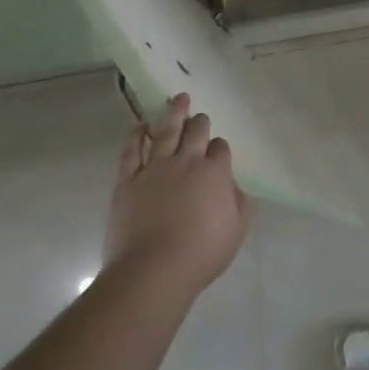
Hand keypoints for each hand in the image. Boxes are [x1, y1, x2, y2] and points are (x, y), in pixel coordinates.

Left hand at [102, 94, 248, 295]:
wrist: (152, 271)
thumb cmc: (200, 254)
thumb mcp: (236, 231)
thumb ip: (240, 203)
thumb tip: (233, 186)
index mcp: (215, 172)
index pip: (220, 148)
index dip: (219, 149)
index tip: (218, 155)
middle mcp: (187, 162)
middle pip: (196, 132)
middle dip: (200, 122)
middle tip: (200, 117)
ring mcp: (155, 169)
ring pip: (166, 131)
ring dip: (174, 113)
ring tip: (178, 98)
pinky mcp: (128, 181)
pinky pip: (131, 150)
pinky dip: (136, 135)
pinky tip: (140, 125)